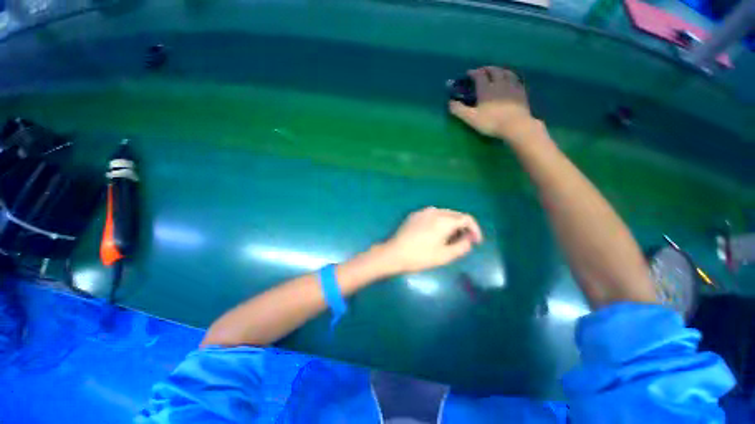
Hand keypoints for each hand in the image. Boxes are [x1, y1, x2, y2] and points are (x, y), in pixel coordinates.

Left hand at [382, 207, 482, 273]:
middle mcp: (435, 211)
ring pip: (444, 214)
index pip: (467, 219)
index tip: (475, 242)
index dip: (475, 229)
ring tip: (450, 239)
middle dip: (463, 227)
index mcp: (444, 220)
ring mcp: (423, 212)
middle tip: (464, 242)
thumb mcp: (445, 256)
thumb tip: (468, 240)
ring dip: (451, 224)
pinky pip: (432, 215)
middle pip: (455, 215)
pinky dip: (439, 222)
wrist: (394, 253)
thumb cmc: (420, 256)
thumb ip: (462, 246)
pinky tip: (435, 233)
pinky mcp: (414, 215)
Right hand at [449, 66, 537, 142]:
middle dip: (487, 69)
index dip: (473, 73)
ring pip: (506, 72)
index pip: (479, 75)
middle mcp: (499, 83)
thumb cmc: (491, 122)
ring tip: (497, 72)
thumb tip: (450, 102)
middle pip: (494, 71)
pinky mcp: (521, 92)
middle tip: (483, 70)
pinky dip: (512, 77)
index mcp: (486, 89)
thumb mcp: (471, 118)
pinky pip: (517, 80)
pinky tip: (511, 80)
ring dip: (500, 70)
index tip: (469, 73)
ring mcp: (512, 86)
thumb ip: (459, 110)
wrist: (515, 125)